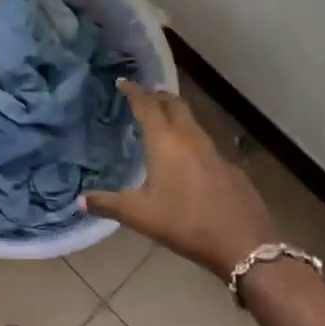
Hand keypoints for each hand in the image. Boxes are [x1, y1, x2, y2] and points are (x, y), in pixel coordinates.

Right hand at [83, 81, 274, 274]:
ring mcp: (214, 152)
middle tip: (145, 96)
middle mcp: (190, 139)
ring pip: (192, 123)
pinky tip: (188, 161)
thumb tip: (81, 201)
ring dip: (176, 116)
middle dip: (158, 96)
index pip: (147, 106)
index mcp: (165, 142)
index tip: (123, 82)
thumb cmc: (185, 223)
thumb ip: (108, 204)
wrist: (244, 243)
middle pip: (174, 105)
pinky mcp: (230, 168)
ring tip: (163, 123)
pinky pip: (206, 145)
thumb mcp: (140, 216)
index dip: (134, 92)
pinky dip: (191, 141)